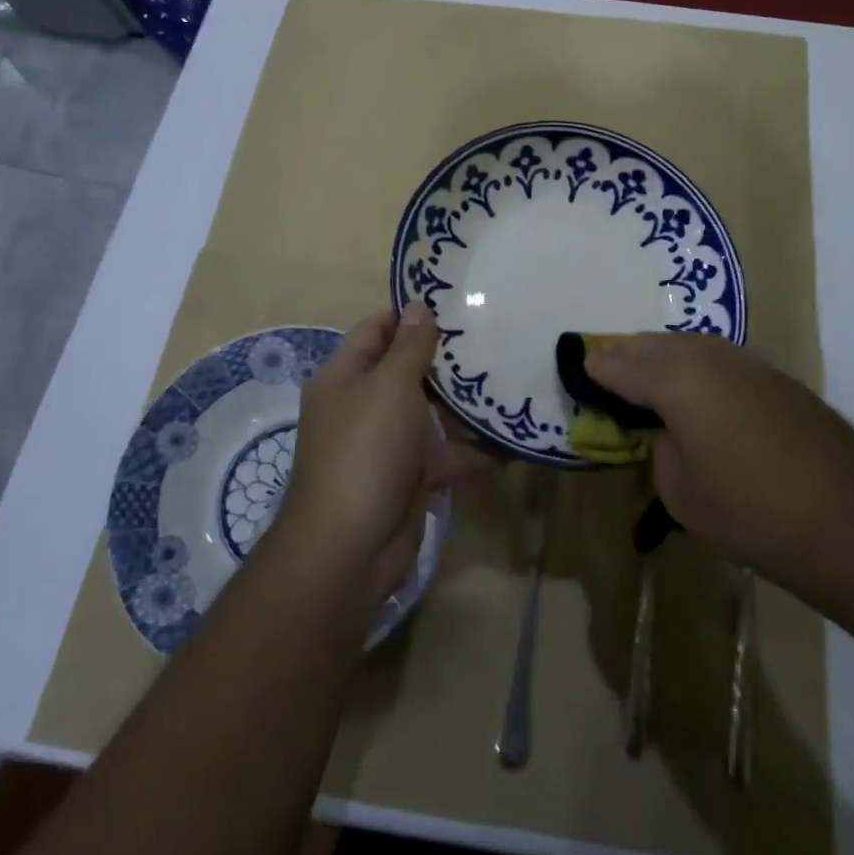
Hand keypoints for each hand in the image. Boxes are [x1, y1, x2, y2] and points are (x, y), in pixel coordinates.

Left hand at [276, 306, 480, 604]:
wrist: (349, 549)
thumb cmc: (366, 451)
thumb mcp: (389, 387)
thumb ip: (409, 346)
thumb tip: (418, 306)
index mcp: (344, 377)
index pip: (377, 330)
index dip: (411, 317)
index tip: (457, 306)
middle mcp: (360, 406)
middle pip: (405, 371)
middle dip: (446, 361)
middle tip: (494, 340)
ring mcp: (384, 445)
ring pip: (428, 414)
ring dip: (463, 406)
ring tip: (509, 383)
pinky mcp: (407, 479)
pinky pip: (442, 455)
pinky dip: (471, 452)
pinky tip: (509, 443)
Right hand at [582, 334, 853, 588]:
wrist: (849, 520)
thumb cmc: (751, 513)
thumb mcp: (682, 492)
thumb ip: (662, 449)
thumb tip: (669, 430)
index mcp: (677, 381)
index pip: (623, 366)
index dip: (597, 366)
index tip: (578, 364)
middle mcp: (709, 358)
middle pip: (655, 344)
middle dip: (626, 351)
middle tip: (604, 360)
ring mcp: (748, 363)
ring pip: (690, 343)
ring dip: (661, 351)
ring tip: (644, 366)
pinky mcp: (775, 377)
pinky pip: (718, 356)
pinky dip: (694, 361)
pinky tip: (694, 380)